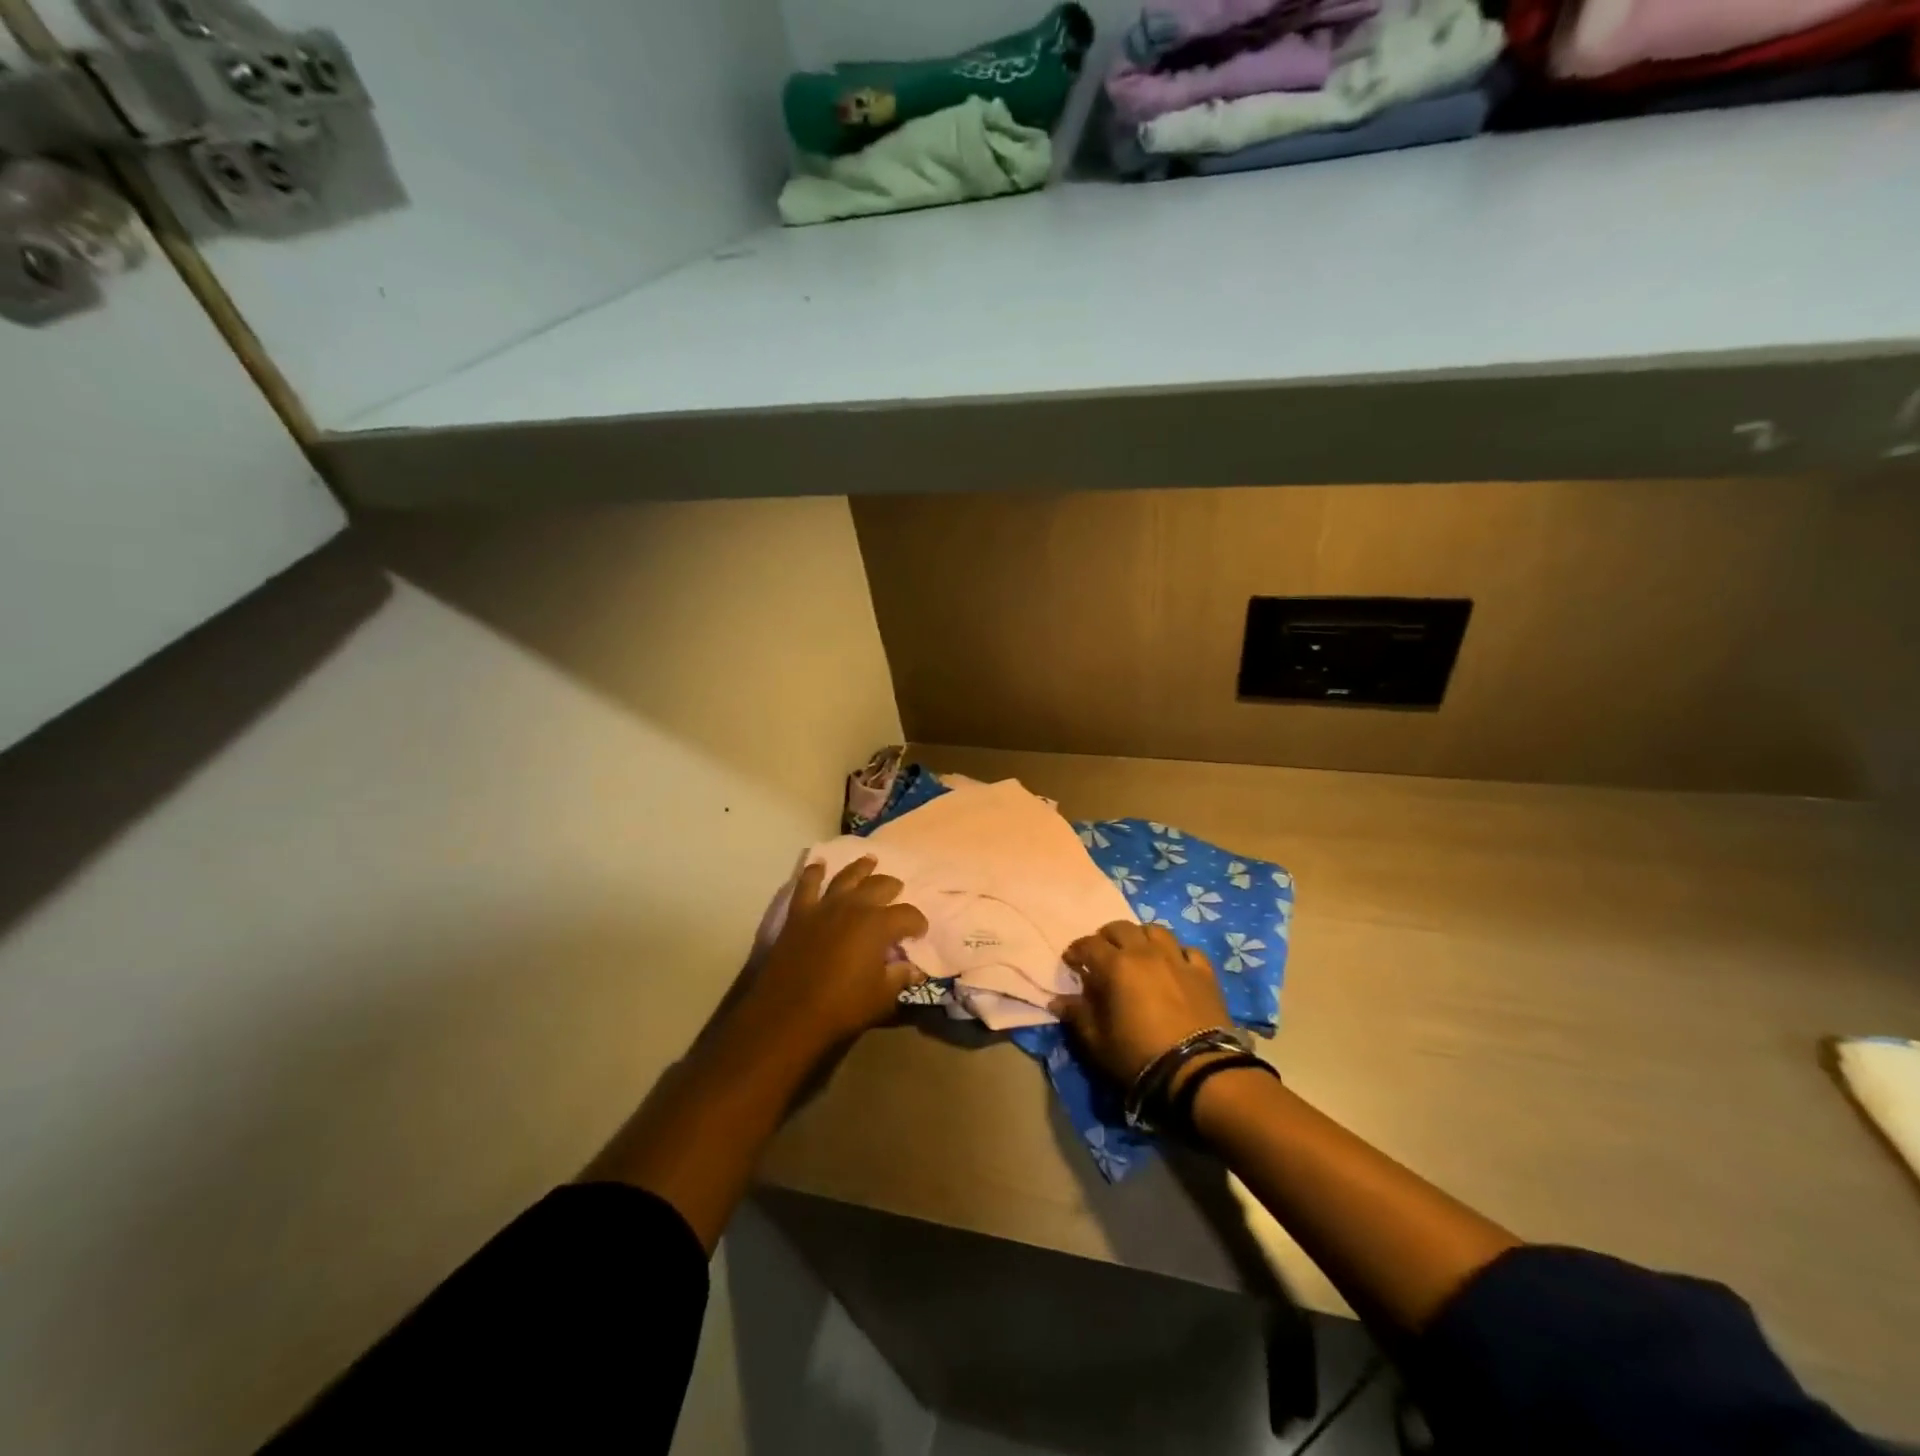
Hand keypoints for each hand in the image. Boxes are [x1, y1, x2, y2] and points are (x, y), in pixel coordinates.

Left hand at [742, 856, 928, 1052]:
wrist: (789, 1013)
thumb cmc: (842, 1006)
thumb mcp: (882, 996)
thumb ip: (900, 977)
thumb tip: (914, 970)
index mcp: (879, 925)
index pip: (908, 915)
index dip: (918, 923)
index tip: (920, 932)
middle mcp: (854, 907)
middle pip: (879, 886)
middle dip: (892, 887)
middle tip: (897, 891)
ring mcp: (824, 907)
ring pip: (846, 877)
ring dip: (860, 868)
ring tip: (869, 860)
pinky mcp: (799, 914)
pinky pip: (807, 885)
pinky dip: (813, 872)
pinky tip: (818, 864)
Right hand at [1051, 921, 1231, 1084]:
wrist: (1197, 1070)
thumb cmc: (1138, 1055)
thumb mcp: (1097, 1041)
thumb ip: (1077, 1016)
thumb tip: (1057, 1001)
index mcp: (1116, 965)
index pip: (1089, 945)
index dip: (1076, 950)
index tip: (1071, 961)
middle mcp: (1145, 952)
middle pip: (1121, 927)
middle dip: (1107, 937)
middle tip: (1102, 953)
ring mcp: (1177, 959)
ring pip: (1155, 931)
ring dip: (1141, 937)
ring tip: (1137, 952)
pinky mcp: (1204, 973)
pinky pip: (1188, 951)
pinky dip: (1177, 953)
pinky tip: (1174, 965)